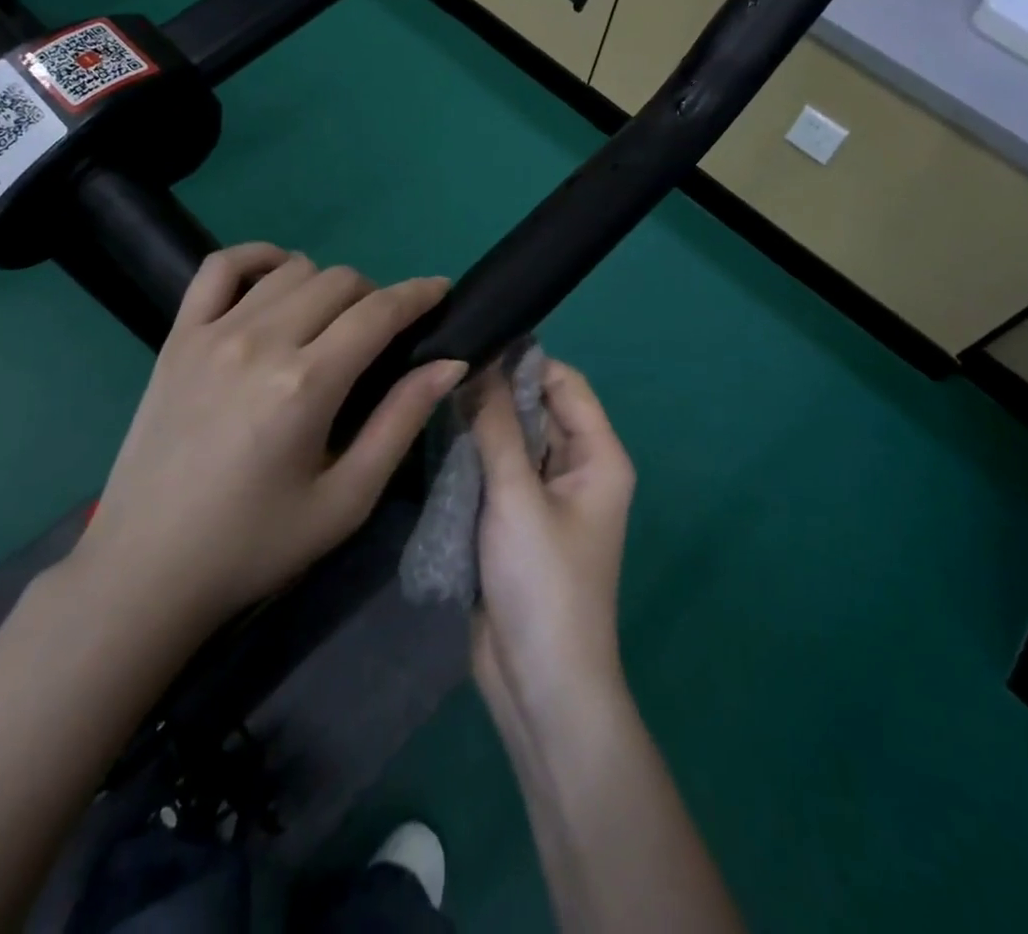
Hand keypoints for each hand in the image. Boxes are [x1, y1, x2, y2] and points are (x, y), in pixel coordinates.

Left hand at [71, 242, 466, 631]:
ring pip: (291, 269)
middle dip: (376, 296)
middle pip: (339, 281)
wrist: (147, 569)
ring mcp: (212, 333)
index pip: (379, 312)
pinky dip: (257, 258)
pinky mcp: (178, 337)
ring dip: (326, 284)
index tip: (441, 290)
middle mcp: (261, 342)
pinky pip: (220, 267)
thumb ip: (400, 422)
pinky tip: (276, 278)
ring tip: (330, 321)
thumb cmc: (256, 544)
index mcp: (306, 385)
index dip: (419, 294)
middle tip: (381, 335)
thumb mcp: (346, 500)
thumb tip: (449, 363)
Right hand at [470, 360, 636, 731]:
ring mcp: (545, 496)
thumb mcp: (516, 496)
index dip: (524, 360)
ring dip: (479, 424)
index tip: (473, 342)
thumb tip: (478, 364)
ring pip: (512, 440)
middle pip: (536, 409)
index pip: (565, 383)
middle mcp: (576, 468)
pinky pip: (497, 471)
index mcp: (598, 456)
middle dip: (494, 390)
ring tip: (429, 392)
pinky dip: (472, 456)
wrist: (540, 684)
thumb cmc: (543, 582)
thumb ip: (496, 428)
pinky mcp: (516, 520)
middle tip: (440, 366)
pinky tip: (433, 436)